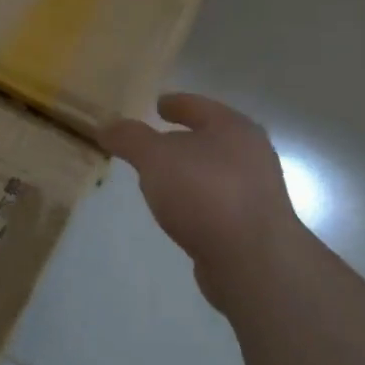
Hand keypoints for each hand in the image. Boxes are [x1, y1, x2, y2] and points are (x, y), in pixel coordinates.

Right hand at [102, 93, 306, 311]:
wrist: (254, 261)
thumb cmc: (205, 193)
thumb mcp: (155, 157)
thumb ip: (130, 138)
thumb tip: (107, 126)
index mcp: (233, 127)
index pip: (198, 106)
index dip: (175, 103)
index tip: (157, 105)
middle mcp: (251, 154)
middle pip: (210, 138)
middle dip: (181, 141)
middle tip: (152, 144)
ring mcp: (256, 192)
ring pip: (214, 172)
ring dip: (188, 174)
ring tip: (160, 180)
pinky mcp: (253, 227)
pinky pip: (217, 203)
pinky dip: (197, 201)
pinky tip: (179, 213)